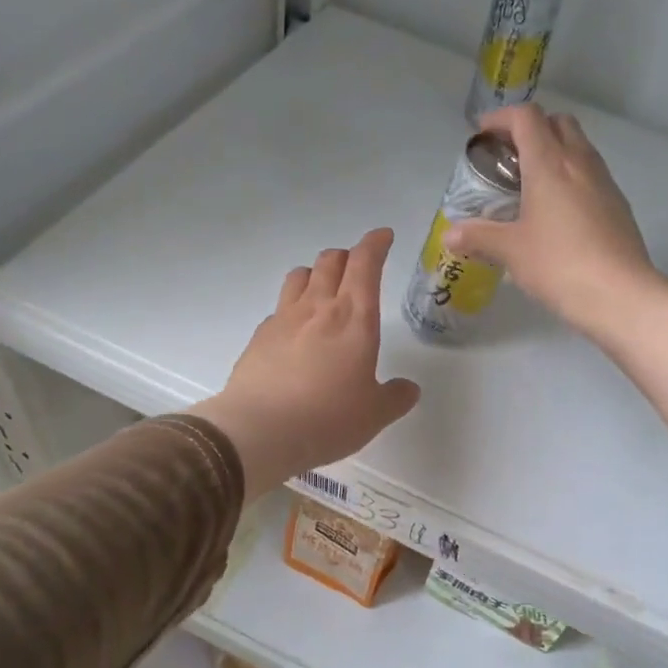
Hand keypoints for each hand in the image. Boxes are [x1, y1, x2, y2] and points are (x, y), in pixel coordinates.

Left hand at [189, 228, 420, 499]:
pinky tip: (296, 329)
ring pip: (300, 275)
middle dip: (347, 256)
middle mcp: (319, 308)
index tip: (383, 236)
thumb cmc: (329, 418)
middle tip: (357, 267)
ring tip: (323, 289)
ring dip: (316, 273)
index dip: (375, 244)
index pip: (366, 264)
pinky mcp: (259, 337)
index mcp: (355, 318)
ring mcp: (284, 319)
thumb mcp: (374, 414)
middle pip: (331, 261)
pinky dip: (292, 307)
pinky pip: (279, 308)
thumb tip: (409, 389)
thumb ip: (395, 398)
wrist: (260, 431)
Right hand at [447, 104, 667, 438]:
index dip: (501, 118)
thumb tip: (450, 235)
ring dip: (554, 152)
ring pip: (579, 147)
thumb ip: (478, 237)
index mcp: (550, 162)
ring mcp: (605, 182)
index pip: (526, 117)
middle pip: (558, 123)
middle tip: (508, 157)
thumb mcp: (510, 251)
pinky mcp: (619, 205)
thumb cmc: (559, 264)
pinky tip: (558, 213)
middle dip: (531, 129)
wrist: (620, 294)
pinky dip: (571, 178)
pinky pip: (591, 175)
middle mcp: (581, 162)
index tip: (482, 134)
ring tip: (531, 185)